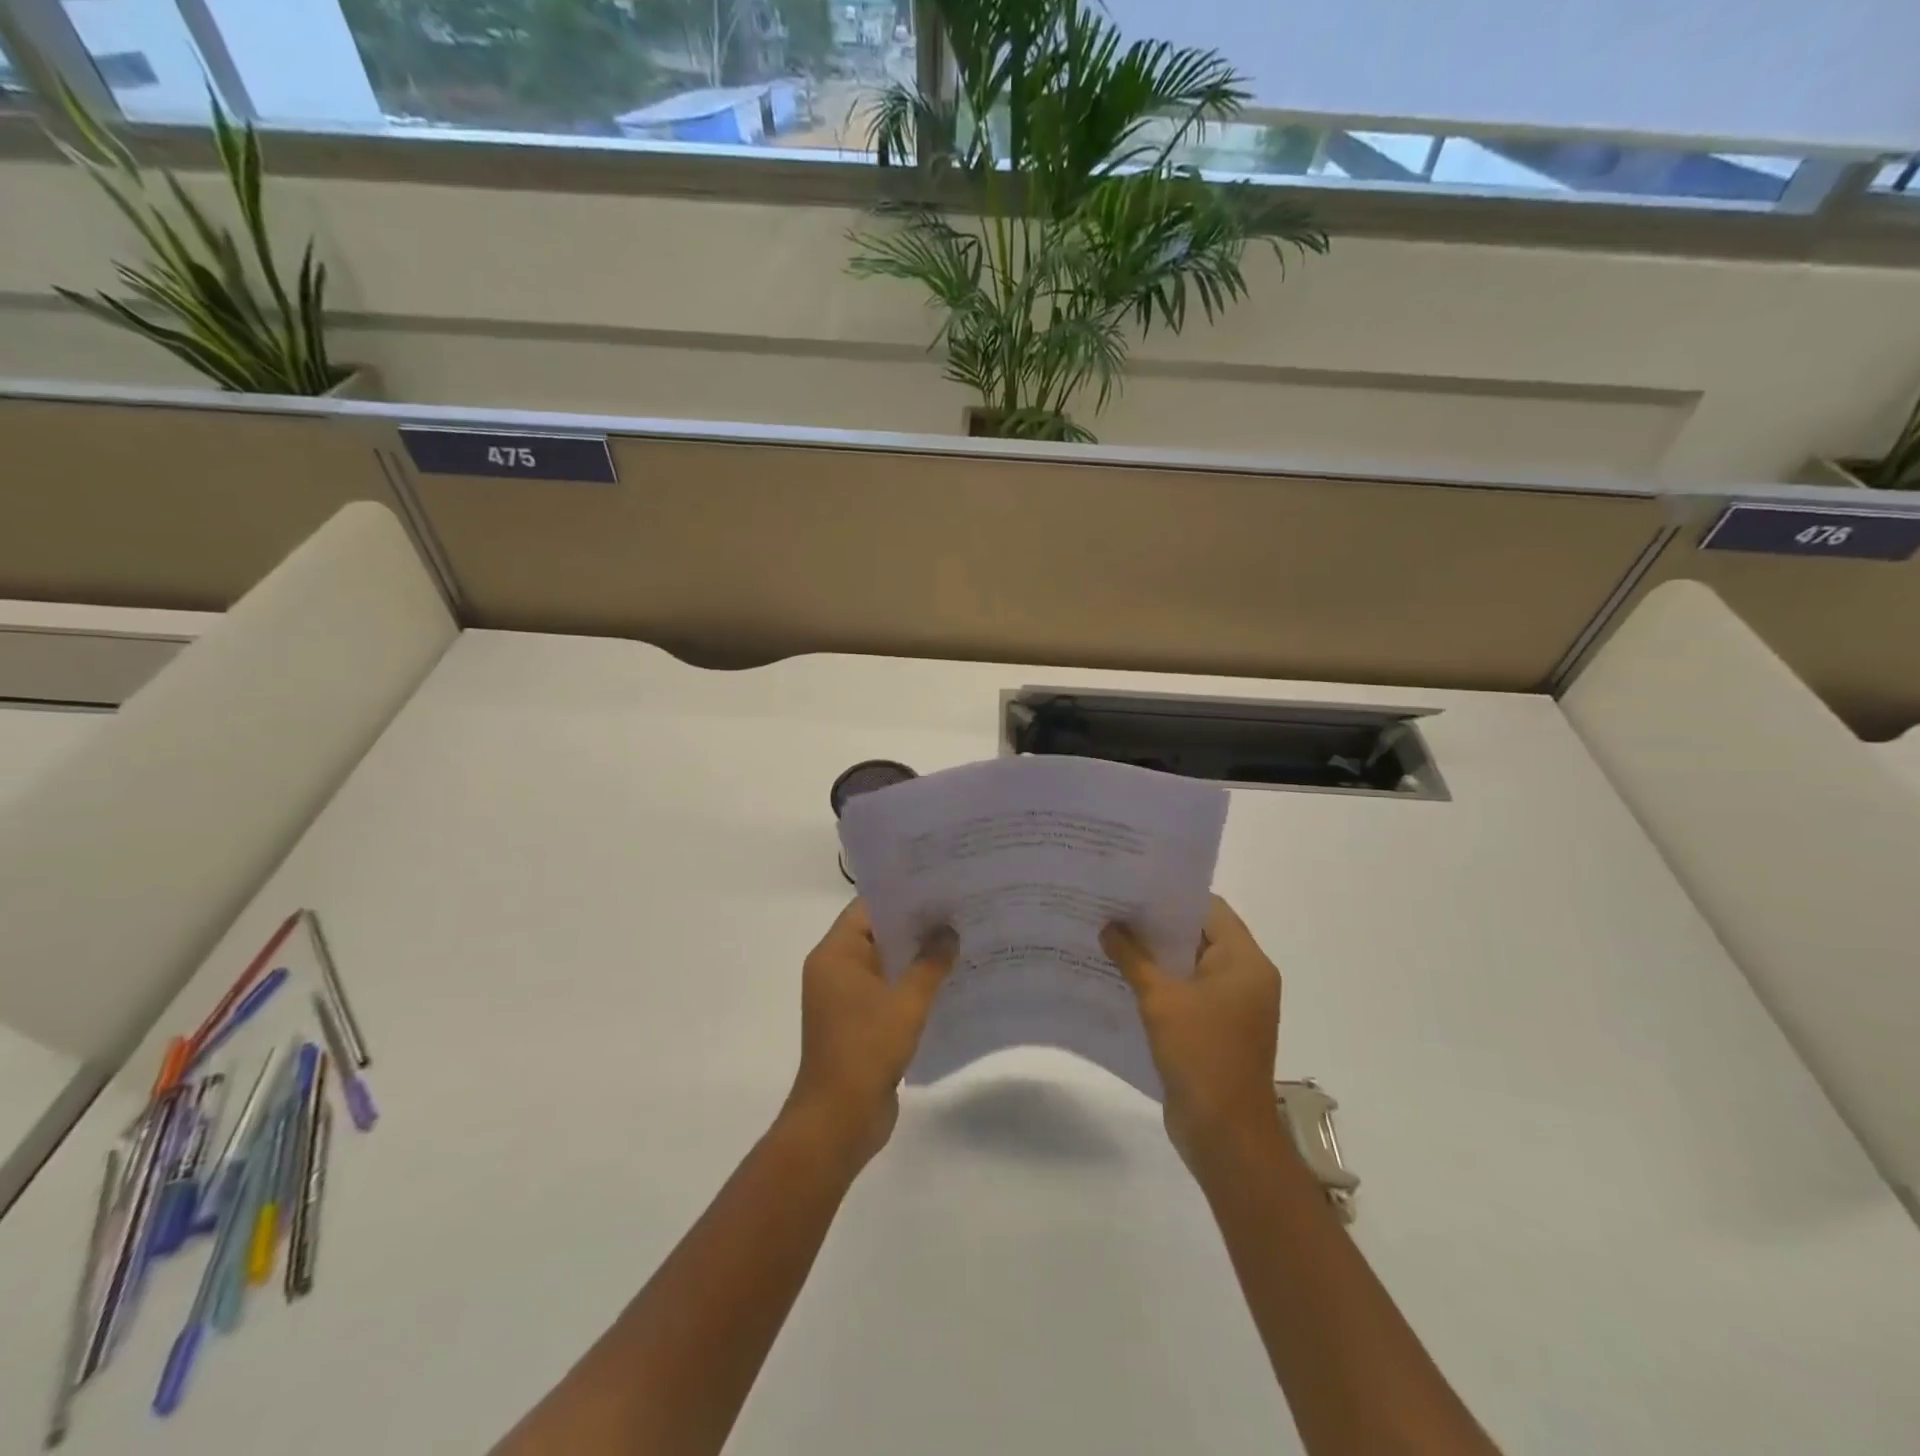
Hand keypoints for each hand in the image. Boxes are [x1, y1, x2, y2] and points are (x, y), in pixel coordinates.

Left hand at [787, 899, 957, 1168]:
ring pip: (886, 963)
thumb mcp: (906, 1002)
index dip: (903, 895)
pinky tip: (949, 981)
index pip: (868, 908)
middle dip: (916, 925)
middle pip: (878, 933)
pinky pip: (888, 990)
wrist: (838, 1121)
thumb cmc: (866, 1050)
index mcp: (835, 955)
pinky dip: (912, 984)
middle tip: (958, 909)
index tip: (939, 886)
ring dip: (917, 956)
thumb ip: (930, 963)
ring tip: (960, 939)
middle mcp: (836, 970)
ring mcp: (846, 998)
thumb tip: (950, 931)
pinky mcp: (859, 1023)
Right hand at [1101, 896, 1282, 1168]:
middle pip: (1199, 934)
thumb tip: (1108, 925)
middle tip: (1113, 906)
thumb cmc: (1201, 1055)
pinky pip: (1187, 991)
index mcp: (1245, 962)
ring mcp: (1232, 1005)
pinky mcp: (1217, 1028)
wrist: (1225, 1134)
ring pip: (1190, 964)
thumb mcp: (1160, 999)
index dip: (1171, 895)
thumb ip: (1132, 957)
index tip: (1133, 885)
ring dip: (1155, 954)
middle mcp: (1245, 977)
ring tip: (1110, 935)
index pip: (1209, 908)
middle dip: (1157, 923)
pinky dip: (1161, 982)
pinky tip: (1122, 976)